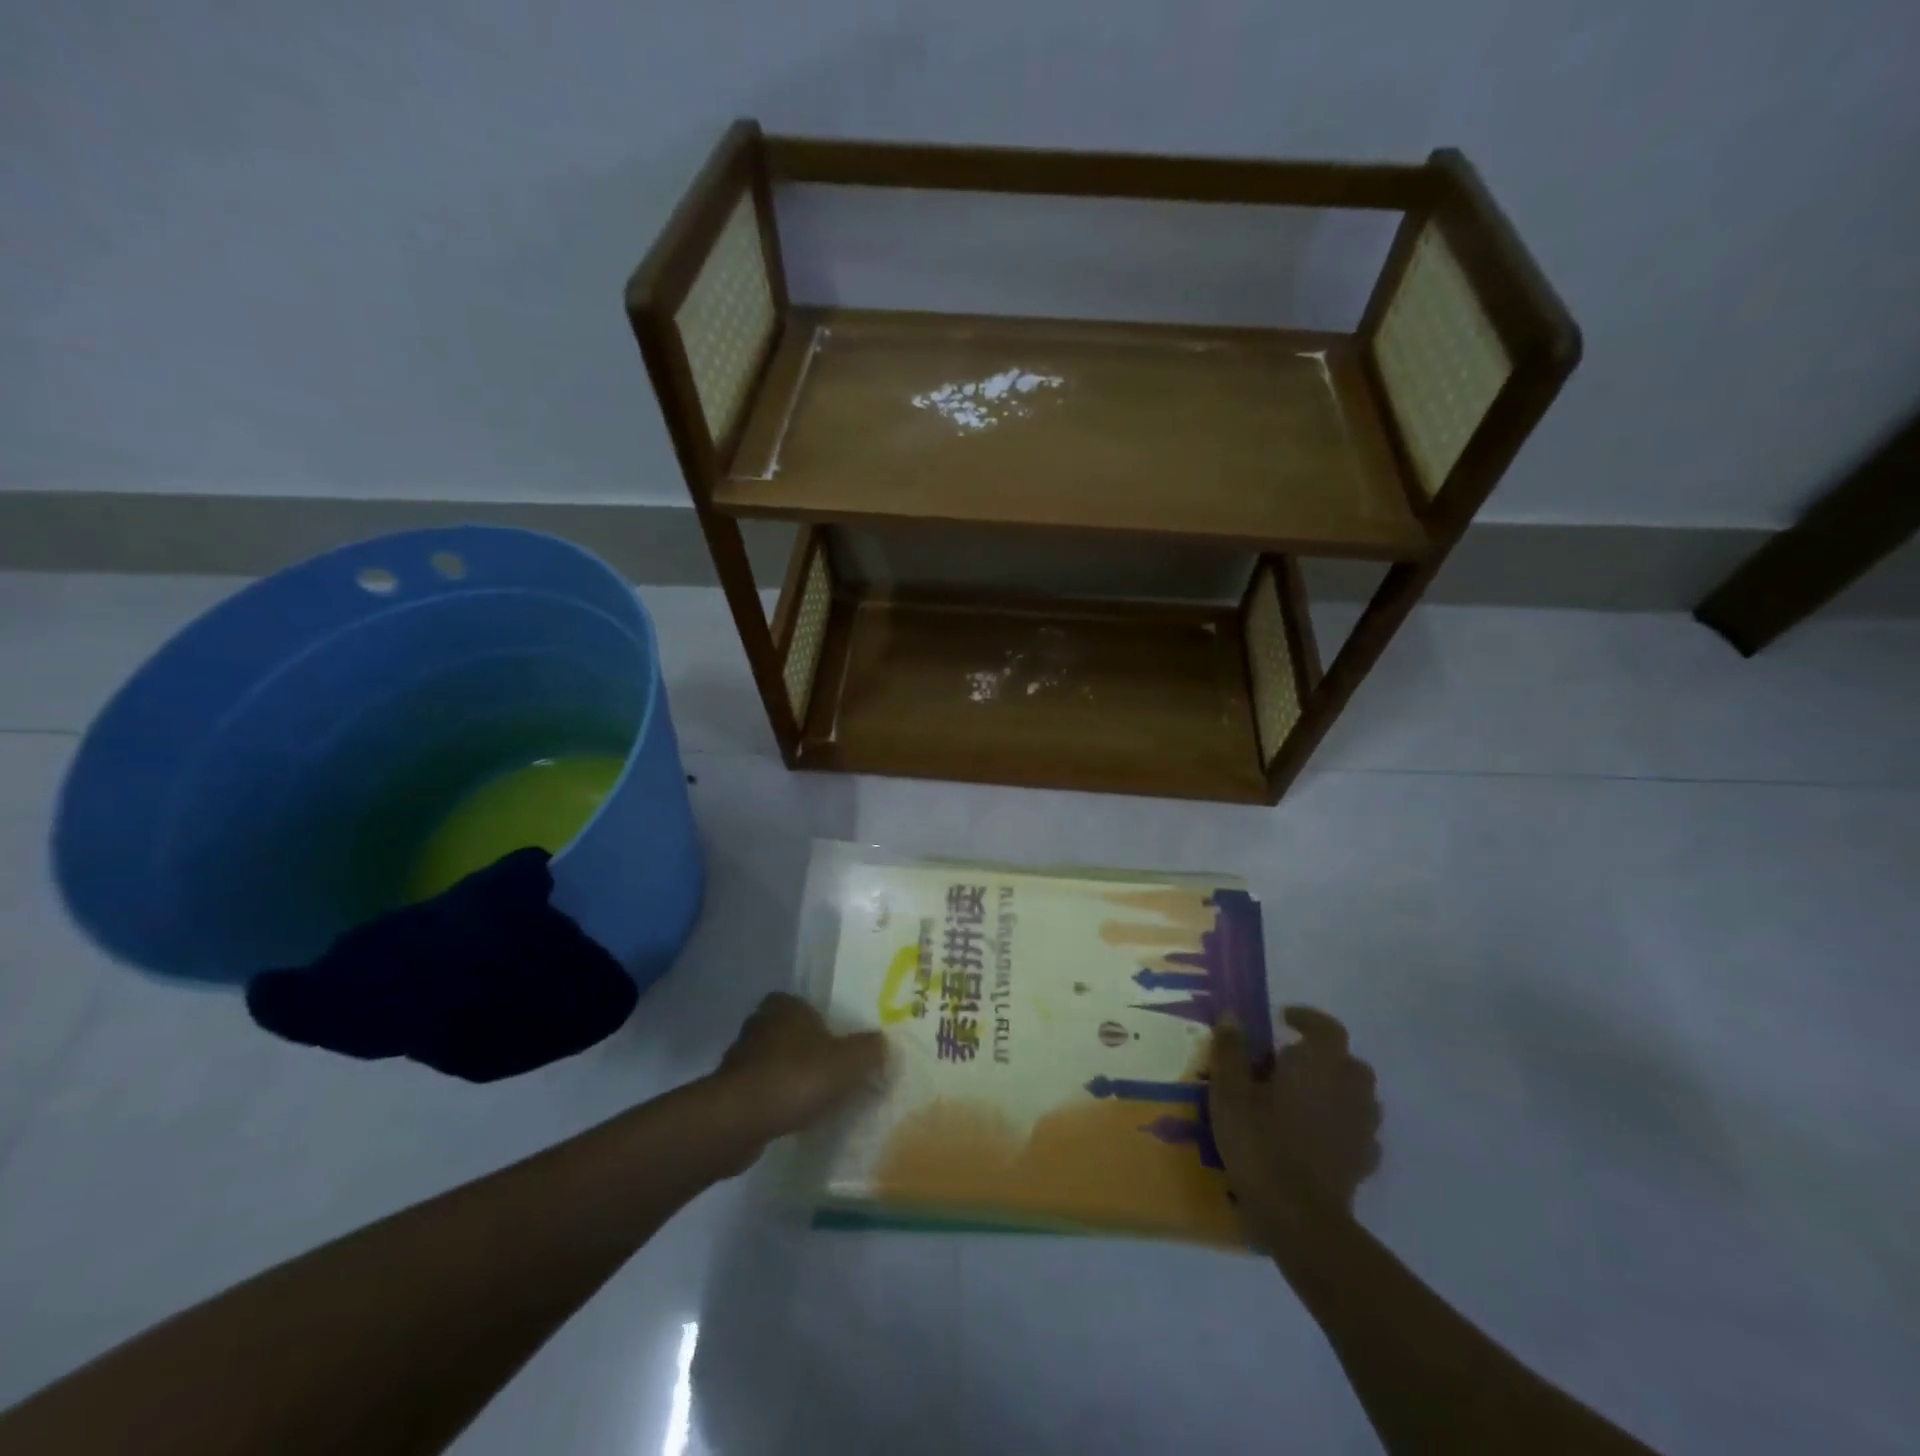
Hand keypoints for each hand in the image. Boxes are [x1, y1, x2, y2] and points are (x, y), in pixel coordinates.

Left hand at [713, 993, 888, 1143]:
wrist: (741, 1119)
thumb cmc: (797, 1077)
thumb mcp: (848, 1062)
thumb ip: (869, 1050)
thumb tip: (882, 1044)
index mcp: (785, 1005)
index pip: (806, 1006)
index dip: (823, 1024)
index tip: (838, 1047)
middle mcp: (759, 1024)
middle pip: (791, 1035)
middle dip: (807, 1052)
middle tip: (831, 1074)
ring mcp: (739, 1058)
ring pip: (774, 1064)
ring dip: (790, 1079)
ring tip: (814, 1101)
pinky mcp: (728, 1091)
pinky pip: (761, 1091)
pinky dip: (775, 1102)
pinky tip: (791, 1119)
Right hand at [1209, 1006, 1381, 1232]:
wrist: (1298, 1217)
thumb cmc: (1260, 1142)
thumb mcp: (1229, 1092)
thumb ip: (1230, 1050)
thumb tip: (1232, 1016)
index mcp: (1320, 1065)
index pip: (1327, 1028)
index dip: (1308, 1019)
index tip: (1284, 1018)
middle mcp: (1349, 1090)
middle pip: (1348, 1062)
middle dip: (1324, 1056)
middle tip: (1290, 1061)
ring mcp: (1362, 1128)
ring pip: (1357, 1096)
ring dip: (1335, 1088)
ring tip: (1302, 1096)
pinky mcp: (1363, 1162)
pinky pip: (1357, 1130)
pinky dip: (1341, 1124)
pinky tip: (1316, 1134)